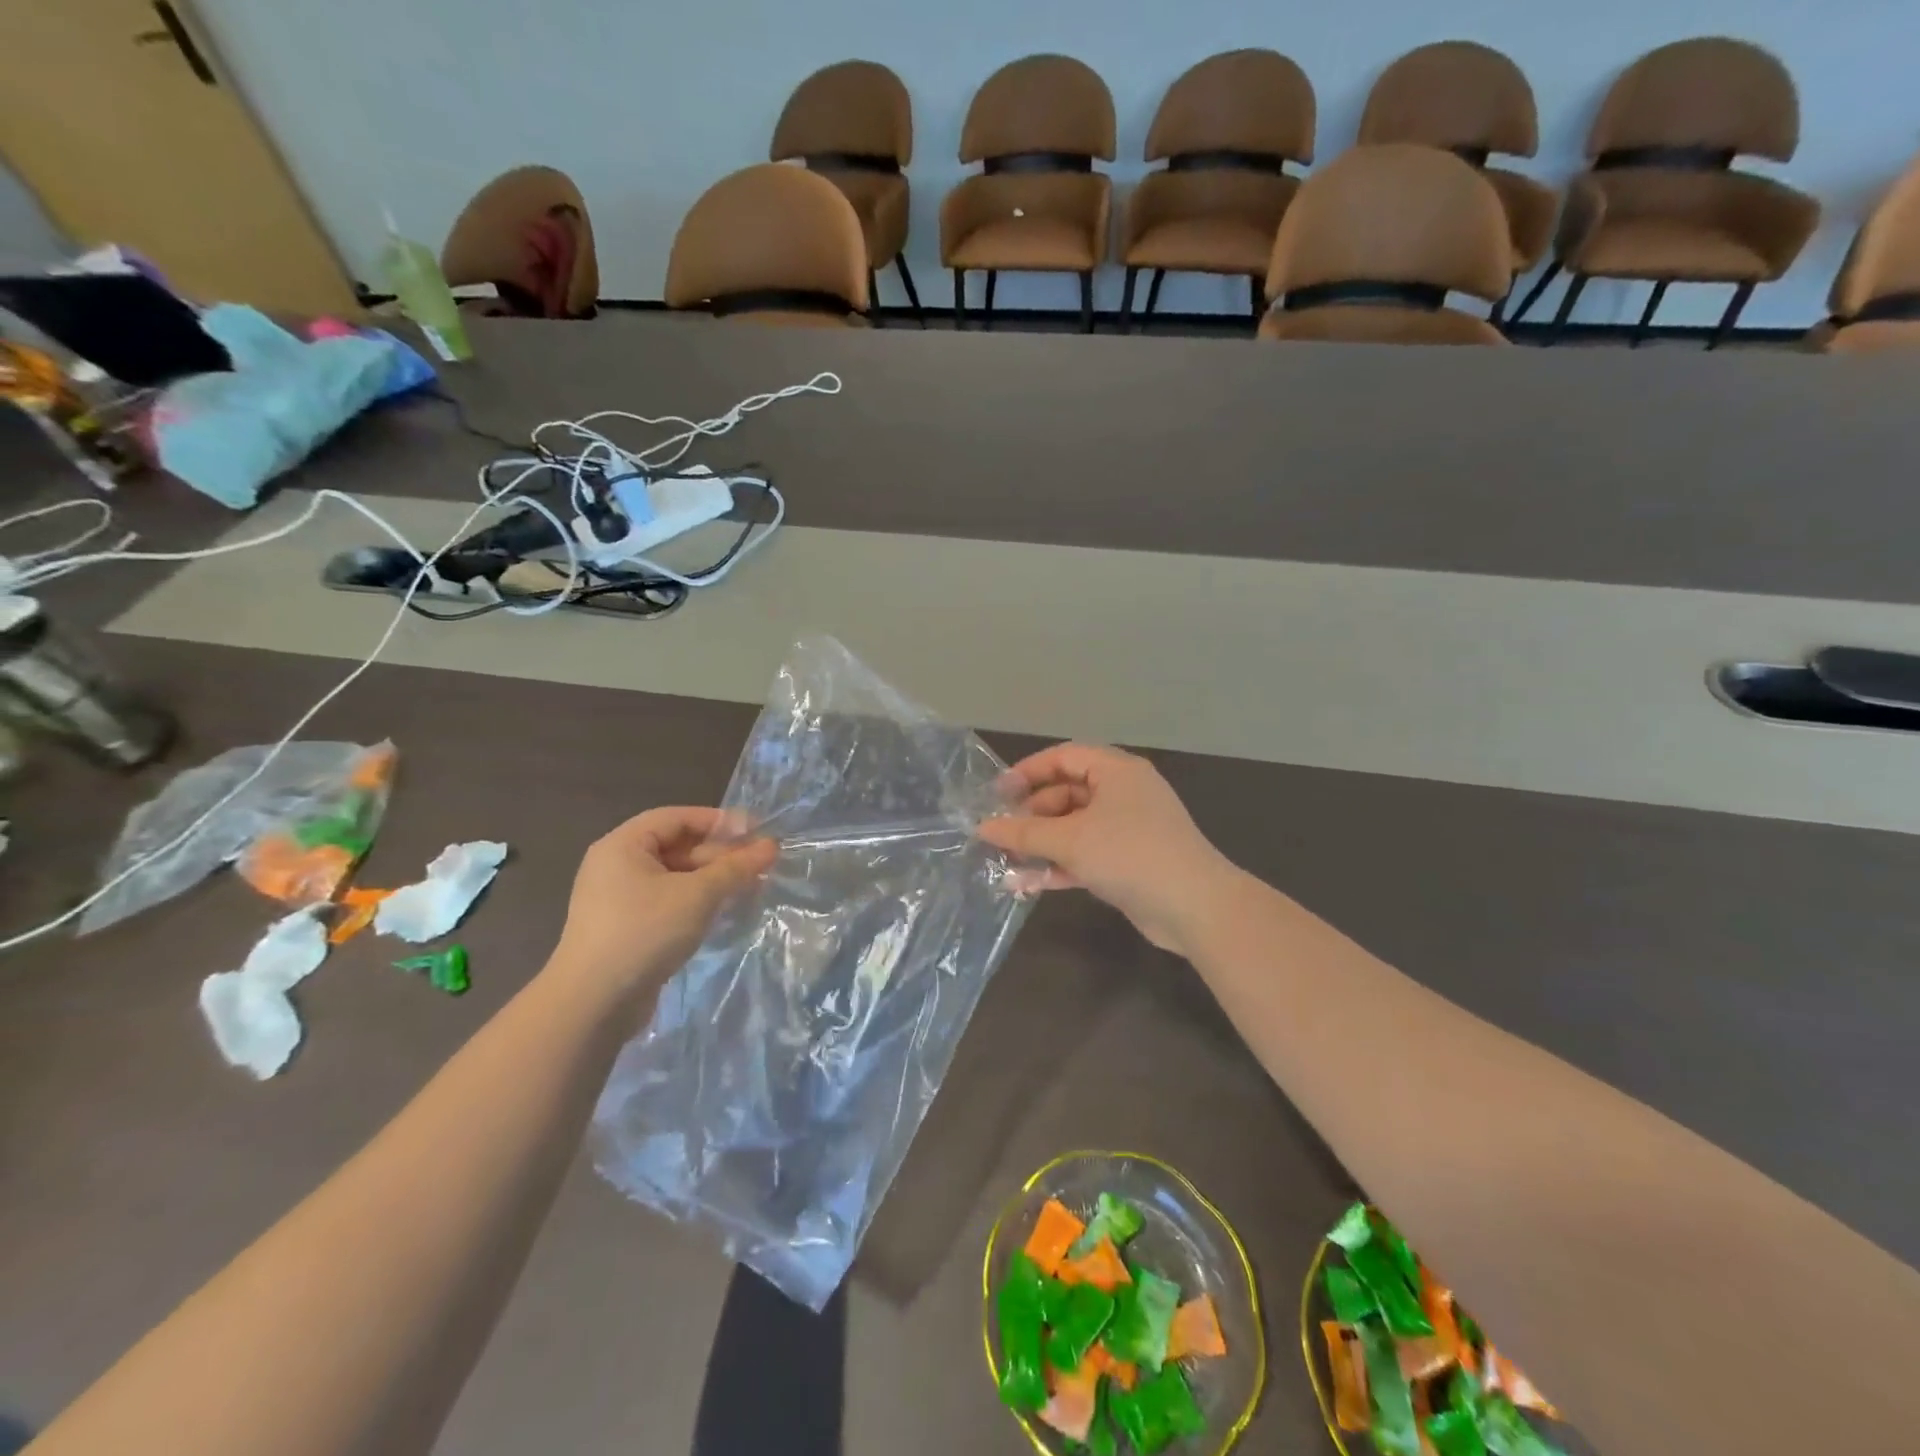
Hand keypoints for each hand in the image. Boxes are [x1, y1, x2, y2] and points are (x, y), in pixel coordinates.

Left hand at [548, 807, 774, 1000]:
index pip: (677, 818)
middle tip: (759, 864)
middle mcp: (616, 866)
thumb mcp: (697, 895)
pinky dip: (695, 901)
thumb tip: (771, 846)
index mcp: (623, 845)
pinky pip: (667, 901)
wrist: (593, 1004)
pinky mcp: (626, 928)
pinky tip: (722, 911)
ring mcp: (619, 899)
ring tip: (748, 887)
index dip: (718, 821)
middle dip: (719, 854)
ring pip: (675, 877)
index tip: (755, 831)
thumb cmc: (644, 932)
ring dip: (712, 879)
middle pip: (676, 846)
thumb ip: (735, 868)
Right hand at [978, 744, 1235, 956]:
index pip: (1064, 757)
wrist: (1195, 907)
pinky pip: (1086, 854)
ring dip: (1041, 843)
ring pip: (1074, 827)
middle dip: (1032, 814)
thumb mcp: (1070, 840)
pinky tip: (1027, 884)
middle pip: (1067, 793)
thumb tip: (983, 827)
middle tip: (1001, 833)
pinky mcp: (1129, 861)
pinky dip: (1059, 865)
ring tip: (1006, 860)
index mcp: (1116, 771)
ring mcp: (1128, 829)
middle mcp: (1124, 793)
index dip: (1028, 771)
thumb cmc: (1130, 855)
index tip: (997, 794)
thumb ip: (1024, 833)